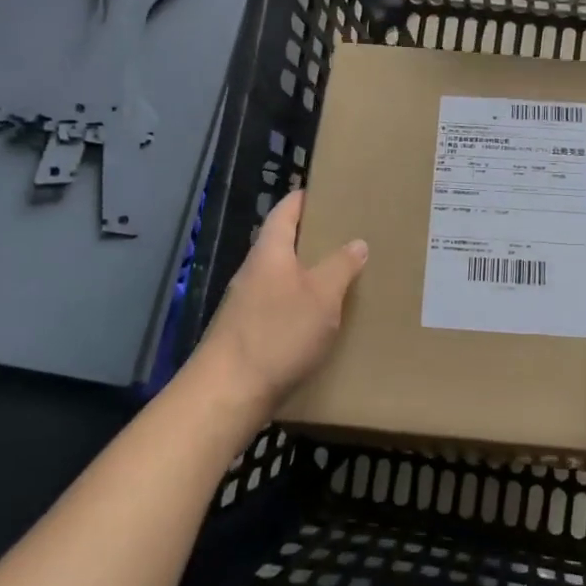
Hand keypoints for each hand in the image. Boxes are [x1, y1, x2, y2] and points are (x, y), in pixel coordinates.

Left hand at [197, 190, 367, 414]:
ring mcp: (247, 303)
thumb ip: (341, 266)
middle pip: (284, 243)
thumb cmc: (278, 334)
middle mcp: (254, 271)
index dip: (307, 198)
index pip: (287, 210)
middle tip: (351, 236)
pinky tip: (322, 319)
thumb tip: (357, 242)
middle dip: (315, 238)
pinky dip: (302, 303)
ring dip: (309, 274)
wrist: (227, 393)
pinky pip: (280, 305)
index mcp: (270, 251)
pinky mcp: (248, 332)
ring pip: (283, 277)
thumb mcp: (322, 296)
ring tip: (344, 277)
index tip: (331, 192)